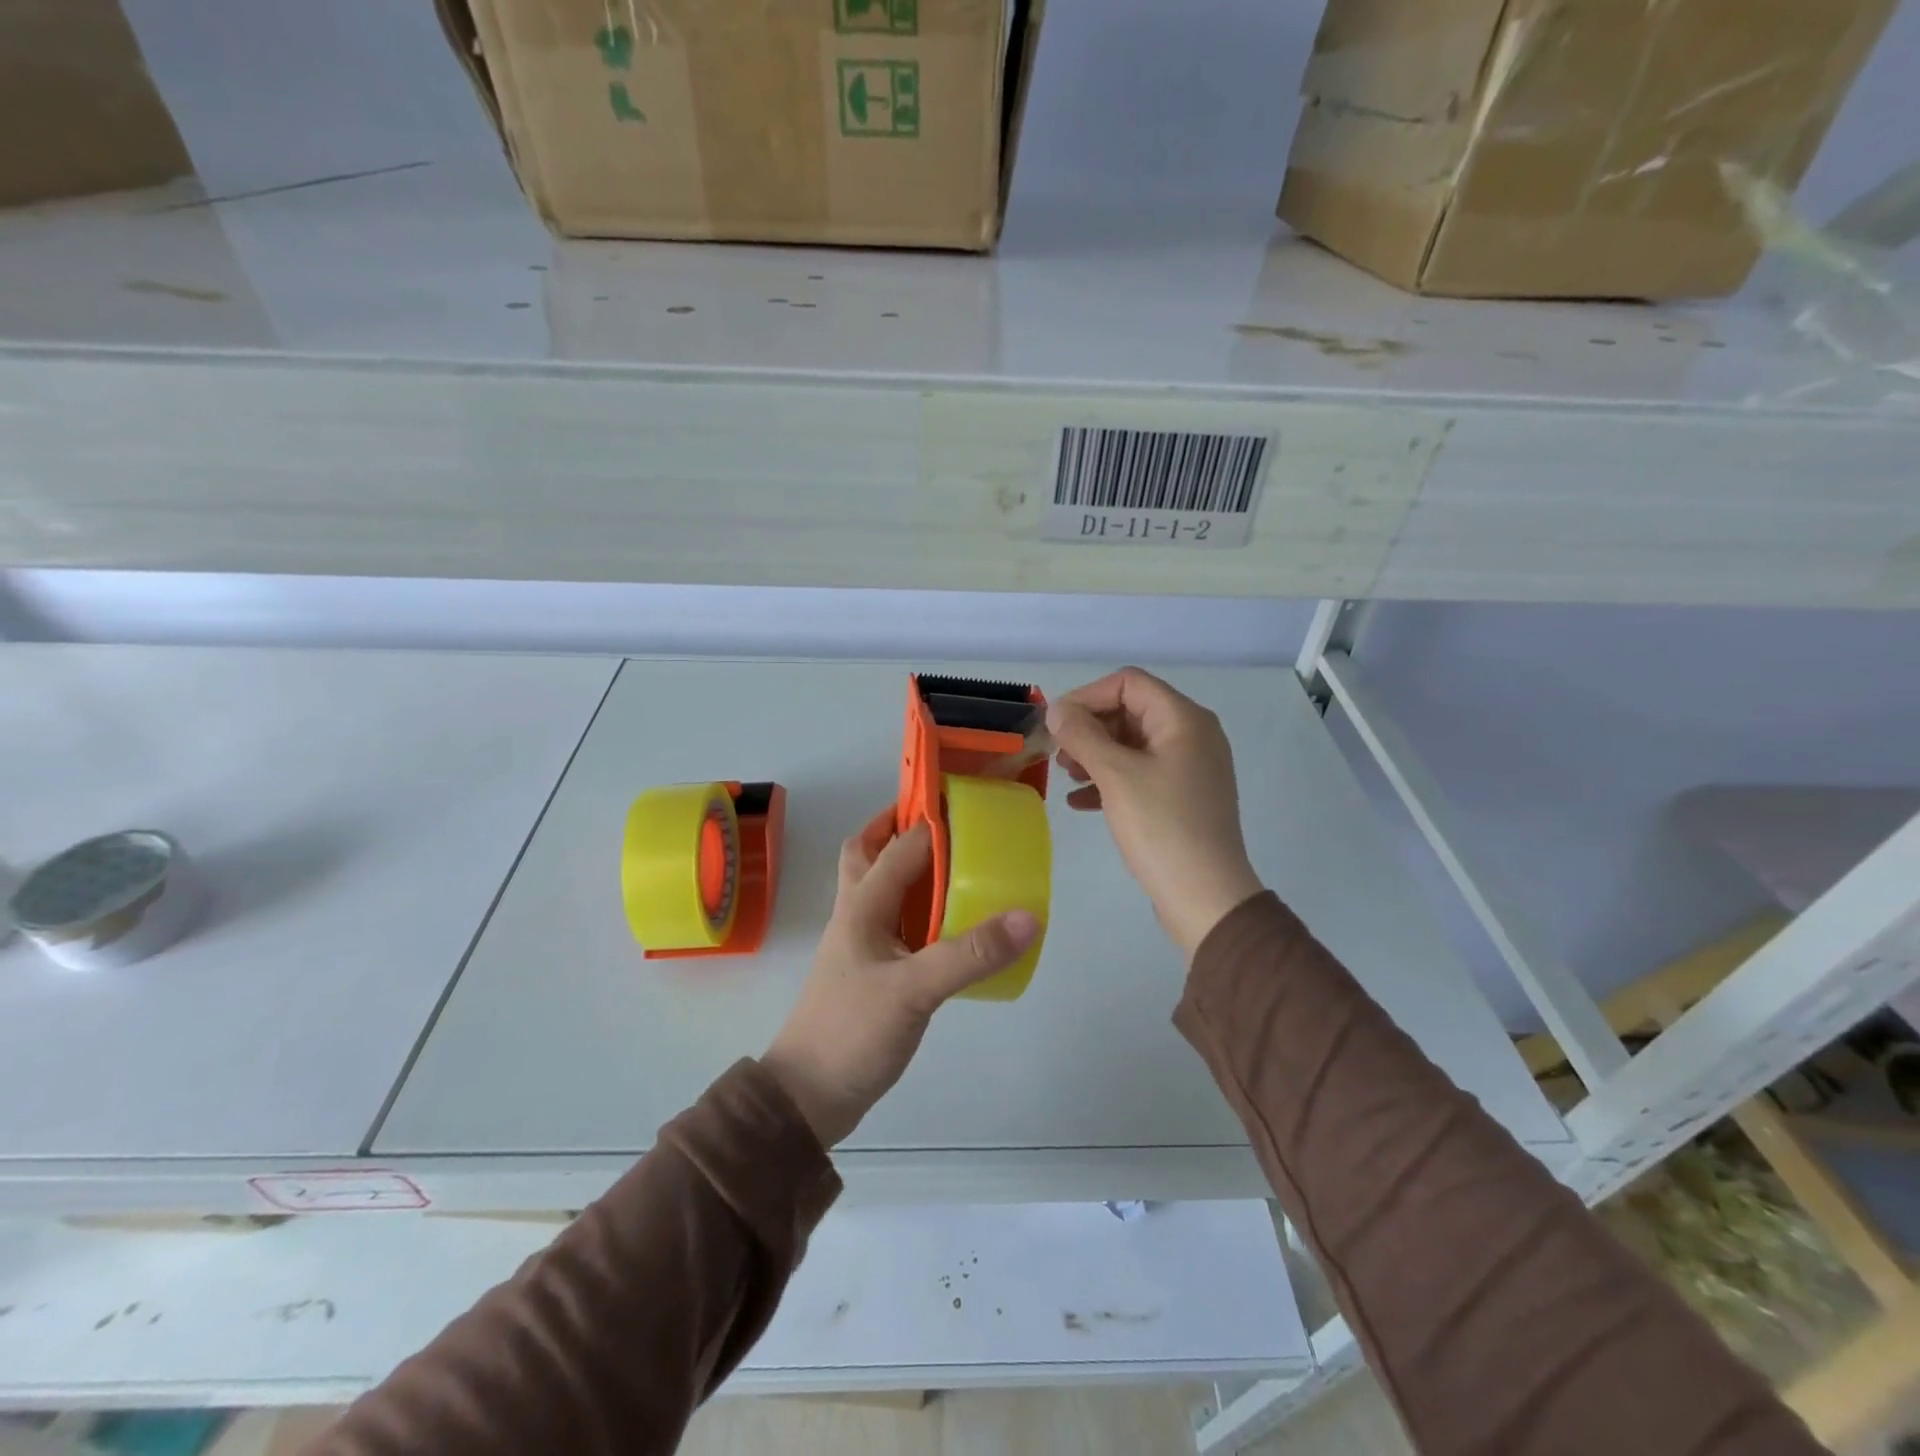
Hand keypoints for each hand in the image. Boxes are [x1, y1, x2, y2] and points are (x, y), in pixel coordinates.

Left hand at [762, 811, 1040, 1147]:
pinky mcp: (873, 971)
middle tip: (946, 822)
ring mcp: (862, 943)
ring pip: (881, 886)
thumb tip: (1027, 916)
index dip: (929, 817)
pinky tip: (951, 922)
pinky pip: (897, 922)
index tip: (968, 797)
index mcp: (862, 905)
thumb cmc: (851, 1033)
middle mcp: (858, 914)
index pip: (899, 844)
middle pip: (869, 853)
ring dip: (909, 866)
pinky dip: (919, 908)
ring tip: (957, 863)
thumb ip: (969, 954)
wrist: (808, 1097)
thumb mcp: (914, 991)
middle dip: (898, 828)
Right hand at [1047, 667, 1263, 958]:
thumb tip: (1057, 710)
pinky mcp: (1182, 797)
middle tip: (1058, 753)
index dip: (1087, 696)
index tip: (1056, 724)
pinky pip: (1140, 773)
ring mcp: (1189, 768)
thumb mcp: (1116, 775)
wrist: (1205, 897)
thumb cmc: (1161, 827)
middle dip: (1089, 727)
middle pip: (1130, 711)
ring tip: (1066, 775)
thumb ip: (1082, 735)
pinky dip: (1110, 780)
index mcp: (1184, 719)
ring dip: (1095, 754)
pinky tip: (1080, 802)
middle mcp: (1192, 735)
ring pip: (1132, 744)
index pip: (1128, 683)